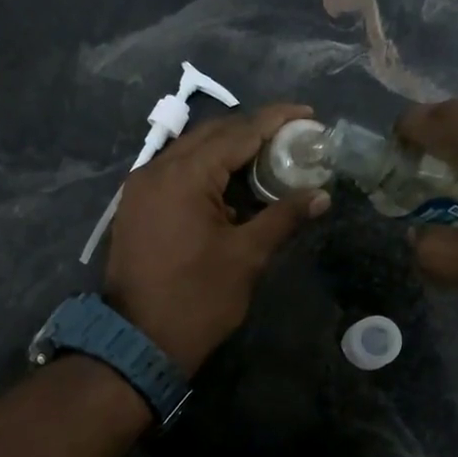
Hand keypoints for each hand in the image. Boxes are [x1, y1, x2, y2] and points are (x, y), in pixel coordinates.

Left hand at [105, 104, 330, 375]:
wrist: (139, 342)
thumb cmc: (197, 300)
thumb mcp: (246, 257)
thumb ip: (283, 217)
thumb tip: (321, 195)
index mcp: (184, 176)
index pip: (238, 132)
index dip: (276, 121)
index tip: (308, 114)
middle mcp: (156, 170)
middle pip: (211, 134)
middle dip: (252, 131)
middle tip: (291, 138)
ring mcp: (140, 188)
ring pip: (190, 152)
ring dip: (227, 151)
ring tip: (267, 158)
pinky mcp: (136, 207)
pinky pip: (174, 173)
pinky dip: (205, 171)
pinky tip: (231, 184)